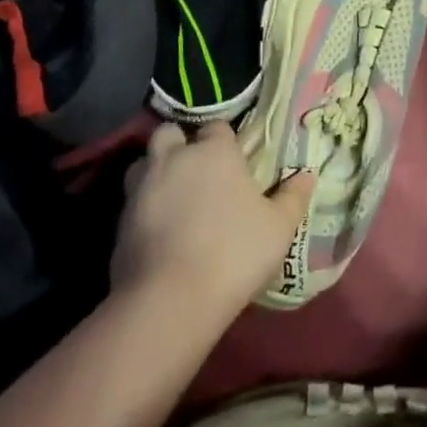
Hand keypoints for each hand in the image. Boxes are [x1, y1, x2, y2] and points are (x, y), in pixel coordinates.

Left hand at [111, 122, 315, 321]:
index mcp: (213, 151)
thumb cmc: (234, 252)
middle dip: (180, 145)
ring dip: (155, 171)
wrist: (170, 300)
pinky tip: (158, 230)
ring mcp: (142, 186)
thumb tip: (307, 175)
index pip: (217, 127)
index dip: (225, 141)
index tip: (234, 162)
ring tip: (171, 196)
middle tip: (195, 172)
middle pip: (170, 133)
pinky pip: (131, 200)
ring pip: (144, 162)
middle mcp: (174, 157)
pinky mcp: (120, 219)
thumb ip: (293, 197)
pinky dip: (143, 207)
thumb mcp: (279, 227)